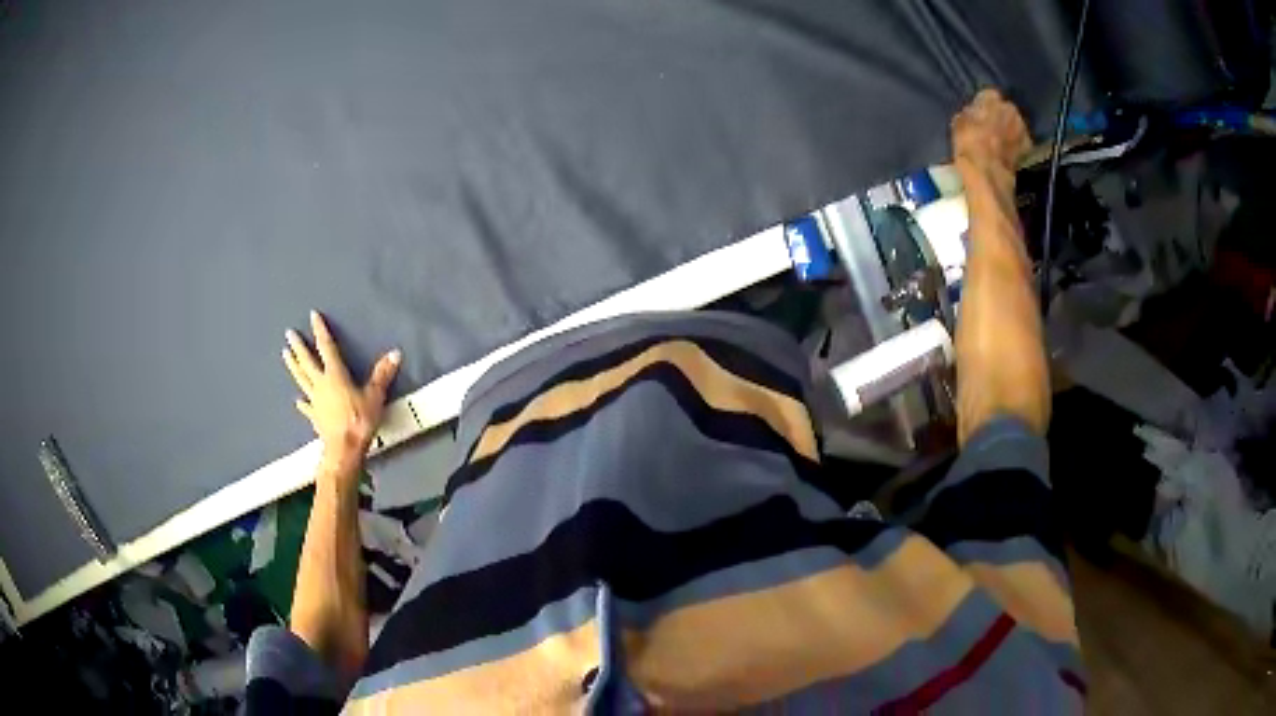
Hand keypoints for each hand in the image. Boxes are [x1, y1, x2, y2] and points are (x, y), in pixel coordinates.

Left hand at [283, 311, 400, 473]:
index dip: (320, 330)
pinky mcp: (314, 416)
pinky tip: (297, 400)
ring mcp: (315, 401)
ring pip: (302, 379)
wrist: (344, 449)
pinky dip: (302, 402)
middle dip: (299, 346)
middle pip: (307, 361)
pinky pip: (306, 406)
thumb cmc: (359, 420)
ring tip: (285, 355)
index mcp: (335, 375)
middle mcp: (321, 384)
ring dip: (293, 366)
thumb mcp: (375, 396)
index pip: (326, 347)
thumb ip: (382, 375)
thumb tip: (395, 353)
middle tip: (289, 334)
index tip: (313, 316)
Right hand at [951, 89, 1030, 178]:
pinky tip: (1008, 152)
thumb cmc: (969, 144)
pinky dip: (1016, 145)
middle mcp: (1009, 107)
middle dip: (999, 116)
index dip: (983, 105)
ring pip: (1014, 124)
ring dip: (1009, 130)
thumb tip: (973, 114)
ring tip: (999, 141)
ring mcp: (1022, 127)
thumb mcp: (958, 123)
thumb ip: (969, 114)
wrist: (988, 172)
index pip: (988, 95)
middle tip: (989, 128)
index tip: (978, 114)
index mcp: (991, 97)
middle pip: (1004, 108)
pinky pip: (1021, 141)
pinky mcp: (1029, 146)